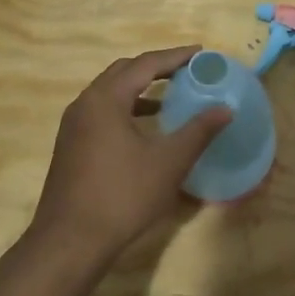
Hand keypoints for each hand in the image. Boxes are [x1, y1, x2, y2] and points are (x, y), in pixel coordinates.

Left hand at [25, 46, 232, 269]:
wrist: (69, 242)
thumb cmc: (122, 196)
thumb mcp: (168, 162)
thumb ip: (198, 131)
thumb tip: (225, 109)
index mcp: (105, 99)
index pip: (145, 64)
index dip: (175, 56)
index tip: (201, 53)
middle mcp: (85, 104)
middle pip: (123, 71)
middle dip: (156, 67)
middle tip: (187, 70)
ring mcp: (73, 126)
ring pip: (110, 92)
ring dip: (140, 88)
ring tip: (171, 95)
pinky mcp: (71, 146)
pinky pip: (102, 111)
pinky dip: (127, 108)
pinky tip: (145, 128)